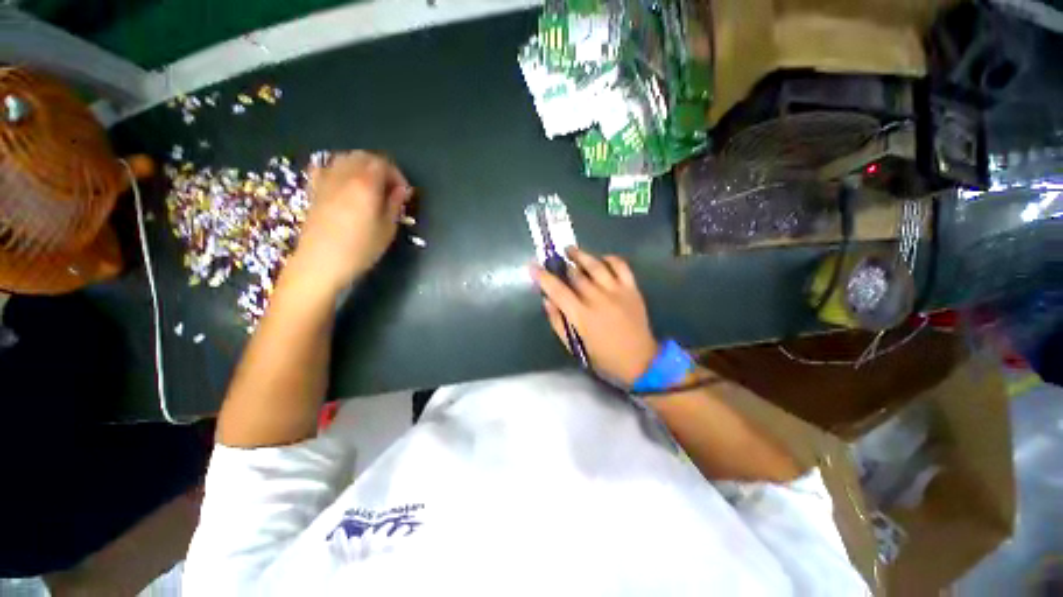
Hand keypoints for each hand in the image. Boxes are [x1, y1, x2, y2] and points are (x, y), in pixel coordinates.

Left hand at [288, 151, 411, 293]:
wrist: (321, 263)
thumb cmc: (361, 249)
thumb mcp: (387, 229)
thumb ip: (395, 204)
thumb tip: (401, 190)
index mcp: (365, 183)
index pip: (384, 163)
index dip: (397, 175)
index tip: (403, 193)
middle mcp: (344, 174)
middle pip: (364, 156)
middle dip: (381, 168)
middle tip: (389, 189)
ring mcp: (325, 180)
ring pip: (345, 158)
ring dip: (361, 166)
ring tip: (370, 186)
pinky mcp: (314, 189)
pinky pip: (326, 167)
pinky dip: (339, 169)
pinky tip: (344, 183)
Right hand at [531, 247, 658, 385]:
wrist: (640, 361)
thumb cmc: (603, 358)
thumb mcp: (575, 346)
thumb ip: (558, 322)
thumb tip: (547, 300)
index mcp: (582, 316)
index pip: (557, 290)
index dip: (543, 277)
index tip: (532, 266)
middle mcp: (598, 299)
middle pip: (576, 274)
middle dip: (561, 264)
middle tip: (553, 258)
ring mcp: (617, 292)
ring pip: (596, 265)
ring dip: (581, 255)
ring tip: (570, 249)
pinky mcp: (632, 289)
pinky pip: (621, 266)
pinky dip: (610, 258)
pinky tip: (601, 258)